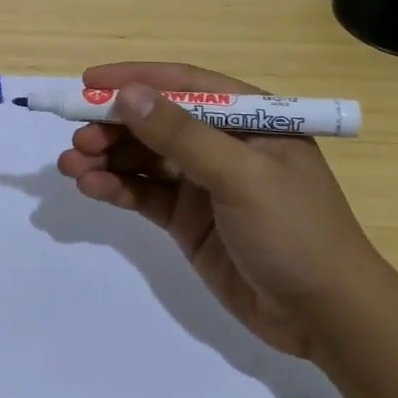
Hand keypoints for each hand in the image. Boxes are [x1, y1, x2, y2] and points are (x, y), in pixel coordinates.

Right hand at [57, 62, 391, 359]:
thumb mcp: (241, 177)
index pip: (183, 85)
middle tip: (77, 139)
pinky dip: (116, 188)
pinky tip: (90, 188)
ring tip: (71, 166)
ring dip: (106, 158)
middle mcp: (222, 144)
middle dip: (113, 126)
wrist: (327, 318)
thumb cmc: (296, 233)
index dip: (135, 79)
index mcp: (248, 120)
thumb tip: (127, 94)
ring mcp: (202, 183)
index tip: (88, 83)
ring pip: (143, 157)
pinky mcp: (187, 219)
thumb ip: (181, 135)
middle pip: (155, 122)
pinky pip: (143, 192)